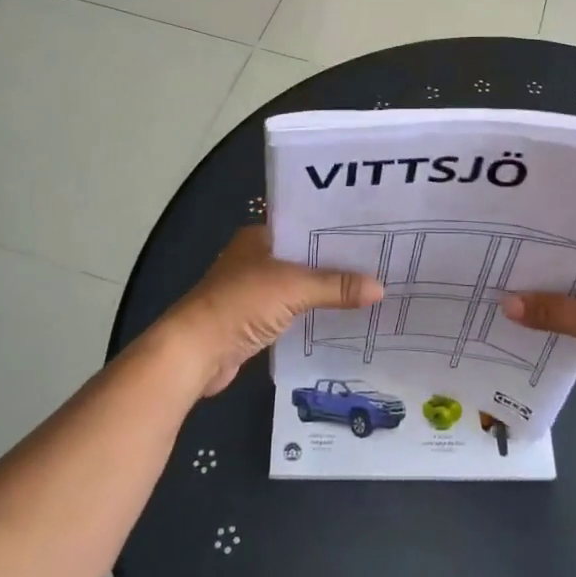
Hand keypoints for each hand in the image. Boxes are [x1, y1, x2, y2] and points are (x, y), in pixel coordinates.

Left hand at [155, 227, 384, 396]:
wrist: (195, 351)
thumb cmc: (240, 304)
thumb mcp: (294, 288)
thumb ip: (336, 286)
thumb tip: (380, 288)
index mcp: (260, 237)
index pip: (305, 225)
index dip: (336, 230)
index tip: (372, 233)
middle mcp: (256, 258)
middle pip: (305, 256)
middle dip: (337, 262)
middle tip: (380, 261)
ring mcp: (254, 290)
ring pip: (300, 285)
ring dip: (326, 289)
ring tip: (368, 288)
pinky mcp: (255, 320)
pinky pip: (294, 311)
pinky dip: (313, 313)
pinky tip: (342, 316)